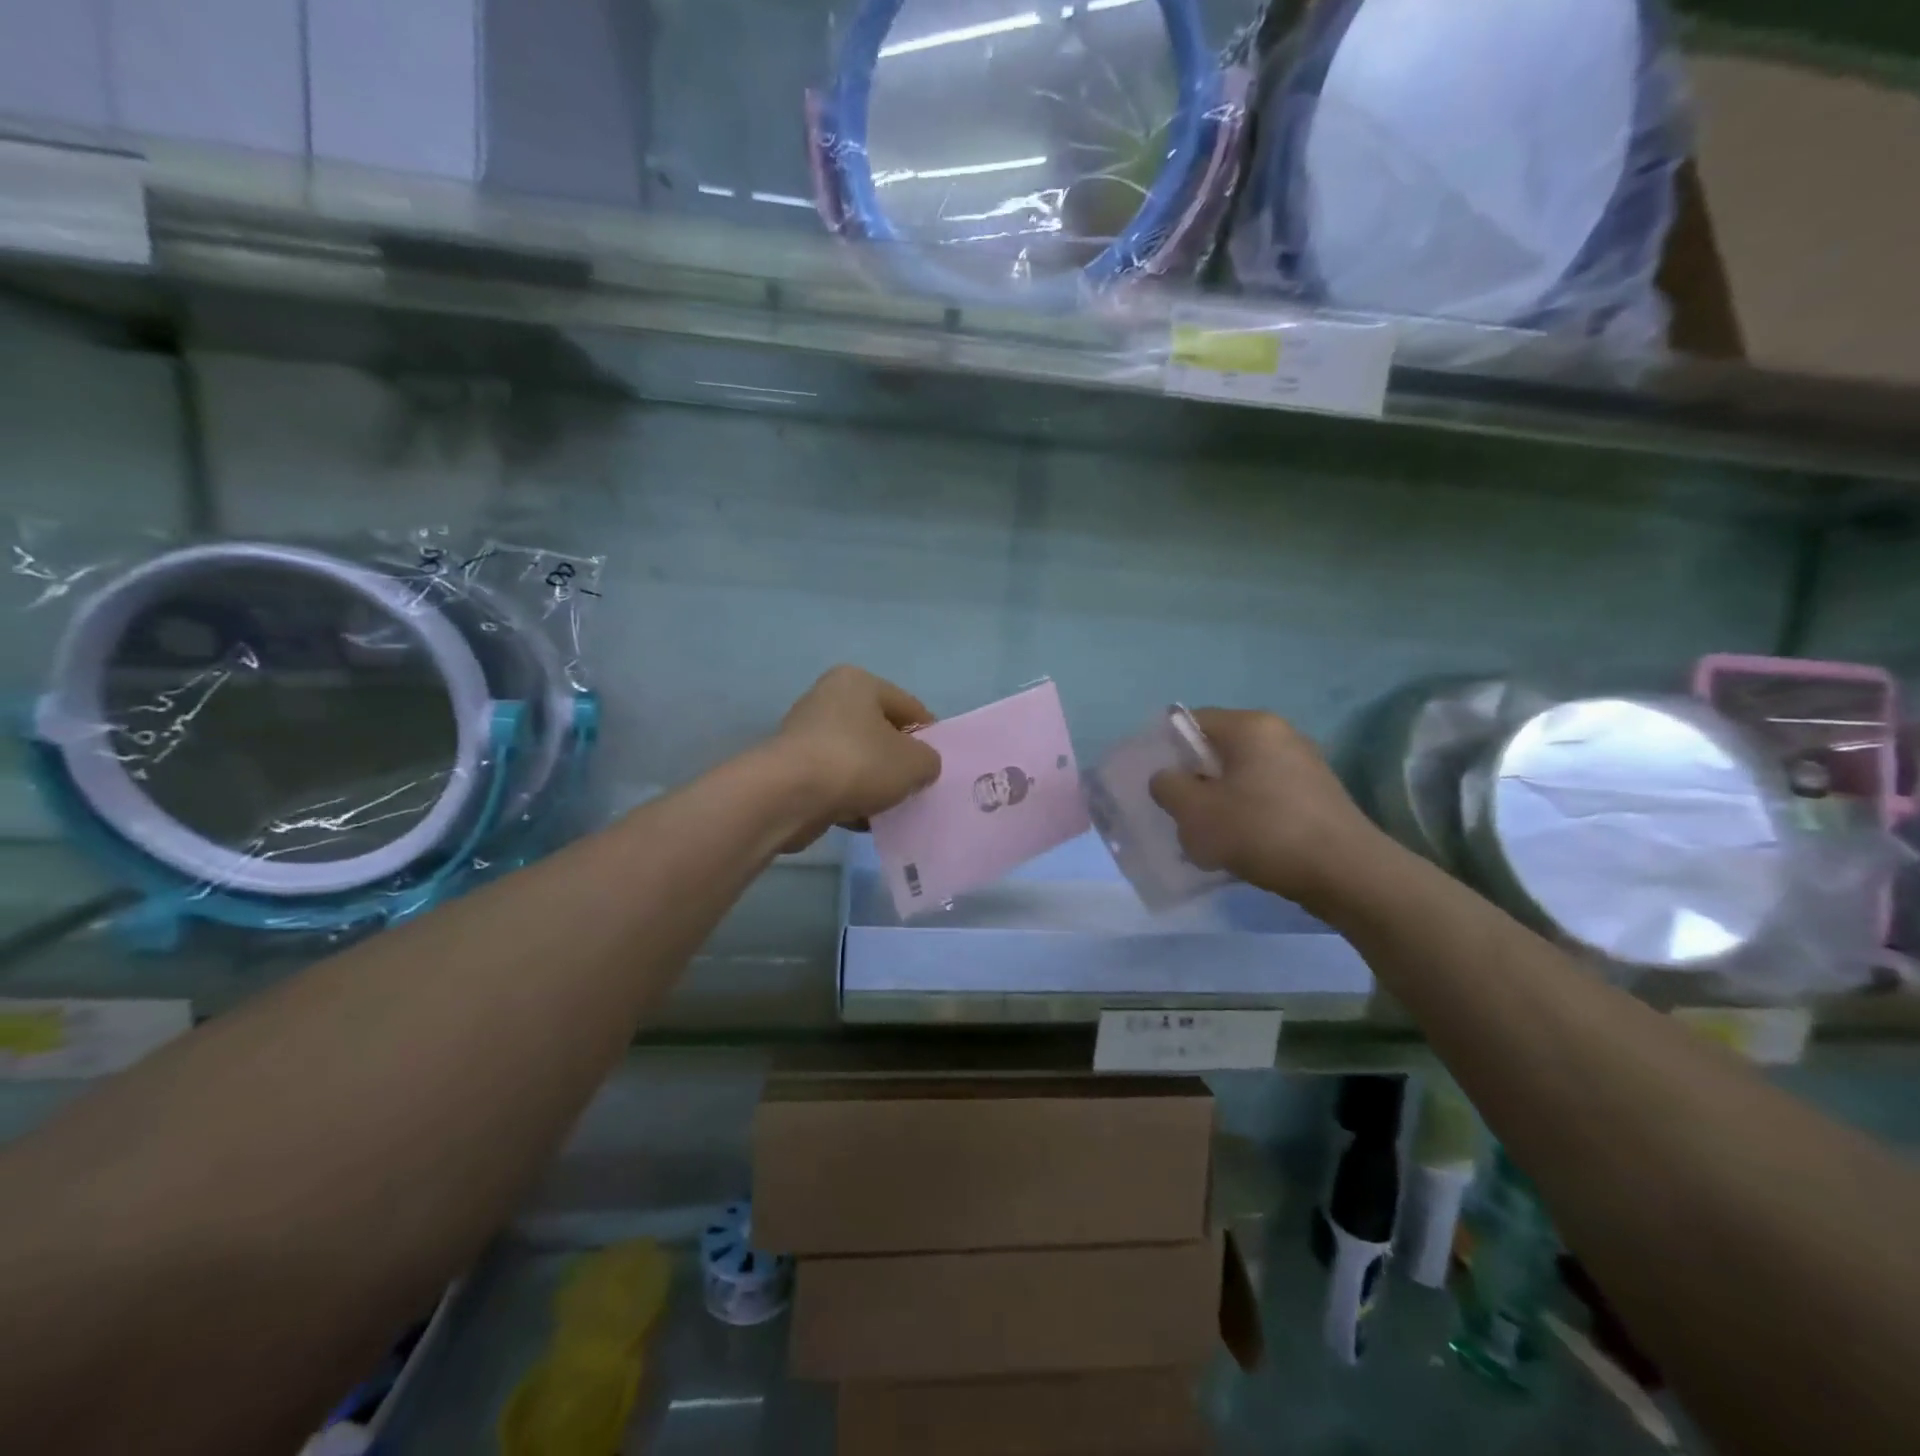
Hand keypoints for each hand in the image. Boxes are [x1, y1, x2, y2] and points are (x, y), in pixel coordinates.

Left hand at [772, 666, 941, 851]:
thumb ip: (929, 761)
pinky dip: (850, 798)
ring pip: (857, 760)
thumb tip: (920, 767)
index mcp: (859, 682)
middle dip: (899, 762)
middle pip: (880, 733)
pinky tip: (864, 820)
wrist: (788, 797)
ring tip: (892, 809)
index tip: (938, 766)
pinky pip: (834, 781)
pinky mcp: (793, 768)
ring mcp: (807, 734)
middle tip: (917, 788)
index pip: (909, 707)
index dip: (930, 737)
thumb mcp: (914, 762)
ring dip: (875, 784)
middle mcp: (829, 699)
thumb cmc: (858, 763)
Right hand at [1149, 709, 1389, 910]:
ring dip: (1220, 803)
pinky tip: (1243, 847)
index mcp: (1250, 726)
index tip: (1158, 785)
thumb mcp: (1196, 812)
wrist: (1346, 873)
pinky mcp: (1317, 795)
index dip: (1166, 750)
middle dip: (1194, 782)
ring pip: (1241, 777)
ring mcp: (1304, 764)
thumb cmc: (1262, 831)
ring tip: (1209, 839)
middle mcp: (1280, 734)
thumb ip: (1168, 787)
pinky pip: (1266, 796)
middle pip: (1217, 751)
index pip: (1192, 721)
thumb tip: (1167, 778)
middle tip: (1181, 814)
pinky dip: (1248, 815)